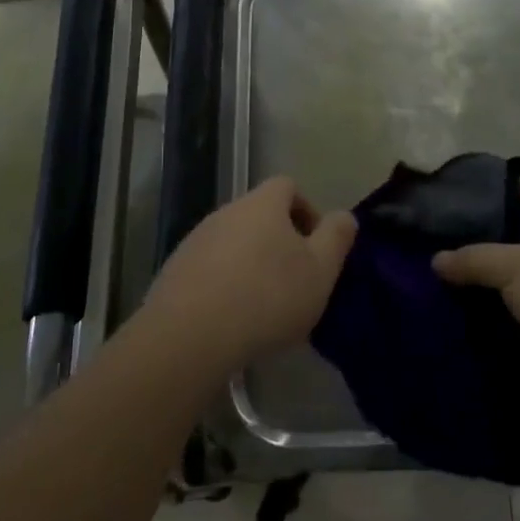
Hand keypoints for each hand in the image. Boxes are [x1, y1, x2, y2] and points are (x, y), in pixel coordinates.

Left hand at [139, 177, 356, 377]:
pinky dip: (224, 283)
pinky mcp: (175, 269)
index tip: (316, 246)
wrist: (191, 334)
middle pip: (259, 214)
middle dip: (279, 241)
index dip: (307, 210)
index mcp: (262, 204)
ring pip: (233, 241)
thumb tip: (344, 216)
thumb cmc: (267, 296)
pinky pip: (209, 267)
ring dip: (251, 263)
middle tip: (295, 280)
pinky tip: (232, 318)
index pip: (287, 186)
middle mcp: (226, 211)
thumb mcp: (320, 271)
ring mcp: (196, 239)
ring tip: (264, 306)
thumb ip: (337, 237)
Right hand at [434, 183, 519, 413]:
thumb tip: (436, 260)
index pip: (518, 191)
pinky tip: (442, 315)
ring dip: (471, 284)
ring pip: (501, 281)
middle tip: (423, 238)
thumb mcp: (516, 265)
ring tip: (422, 277)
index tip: (445, 191)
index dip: (484, 189)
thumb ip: (473, 258)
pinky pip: (503, 317)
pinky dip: (479, 318)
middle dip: (468, 240)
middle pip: (505, 238)